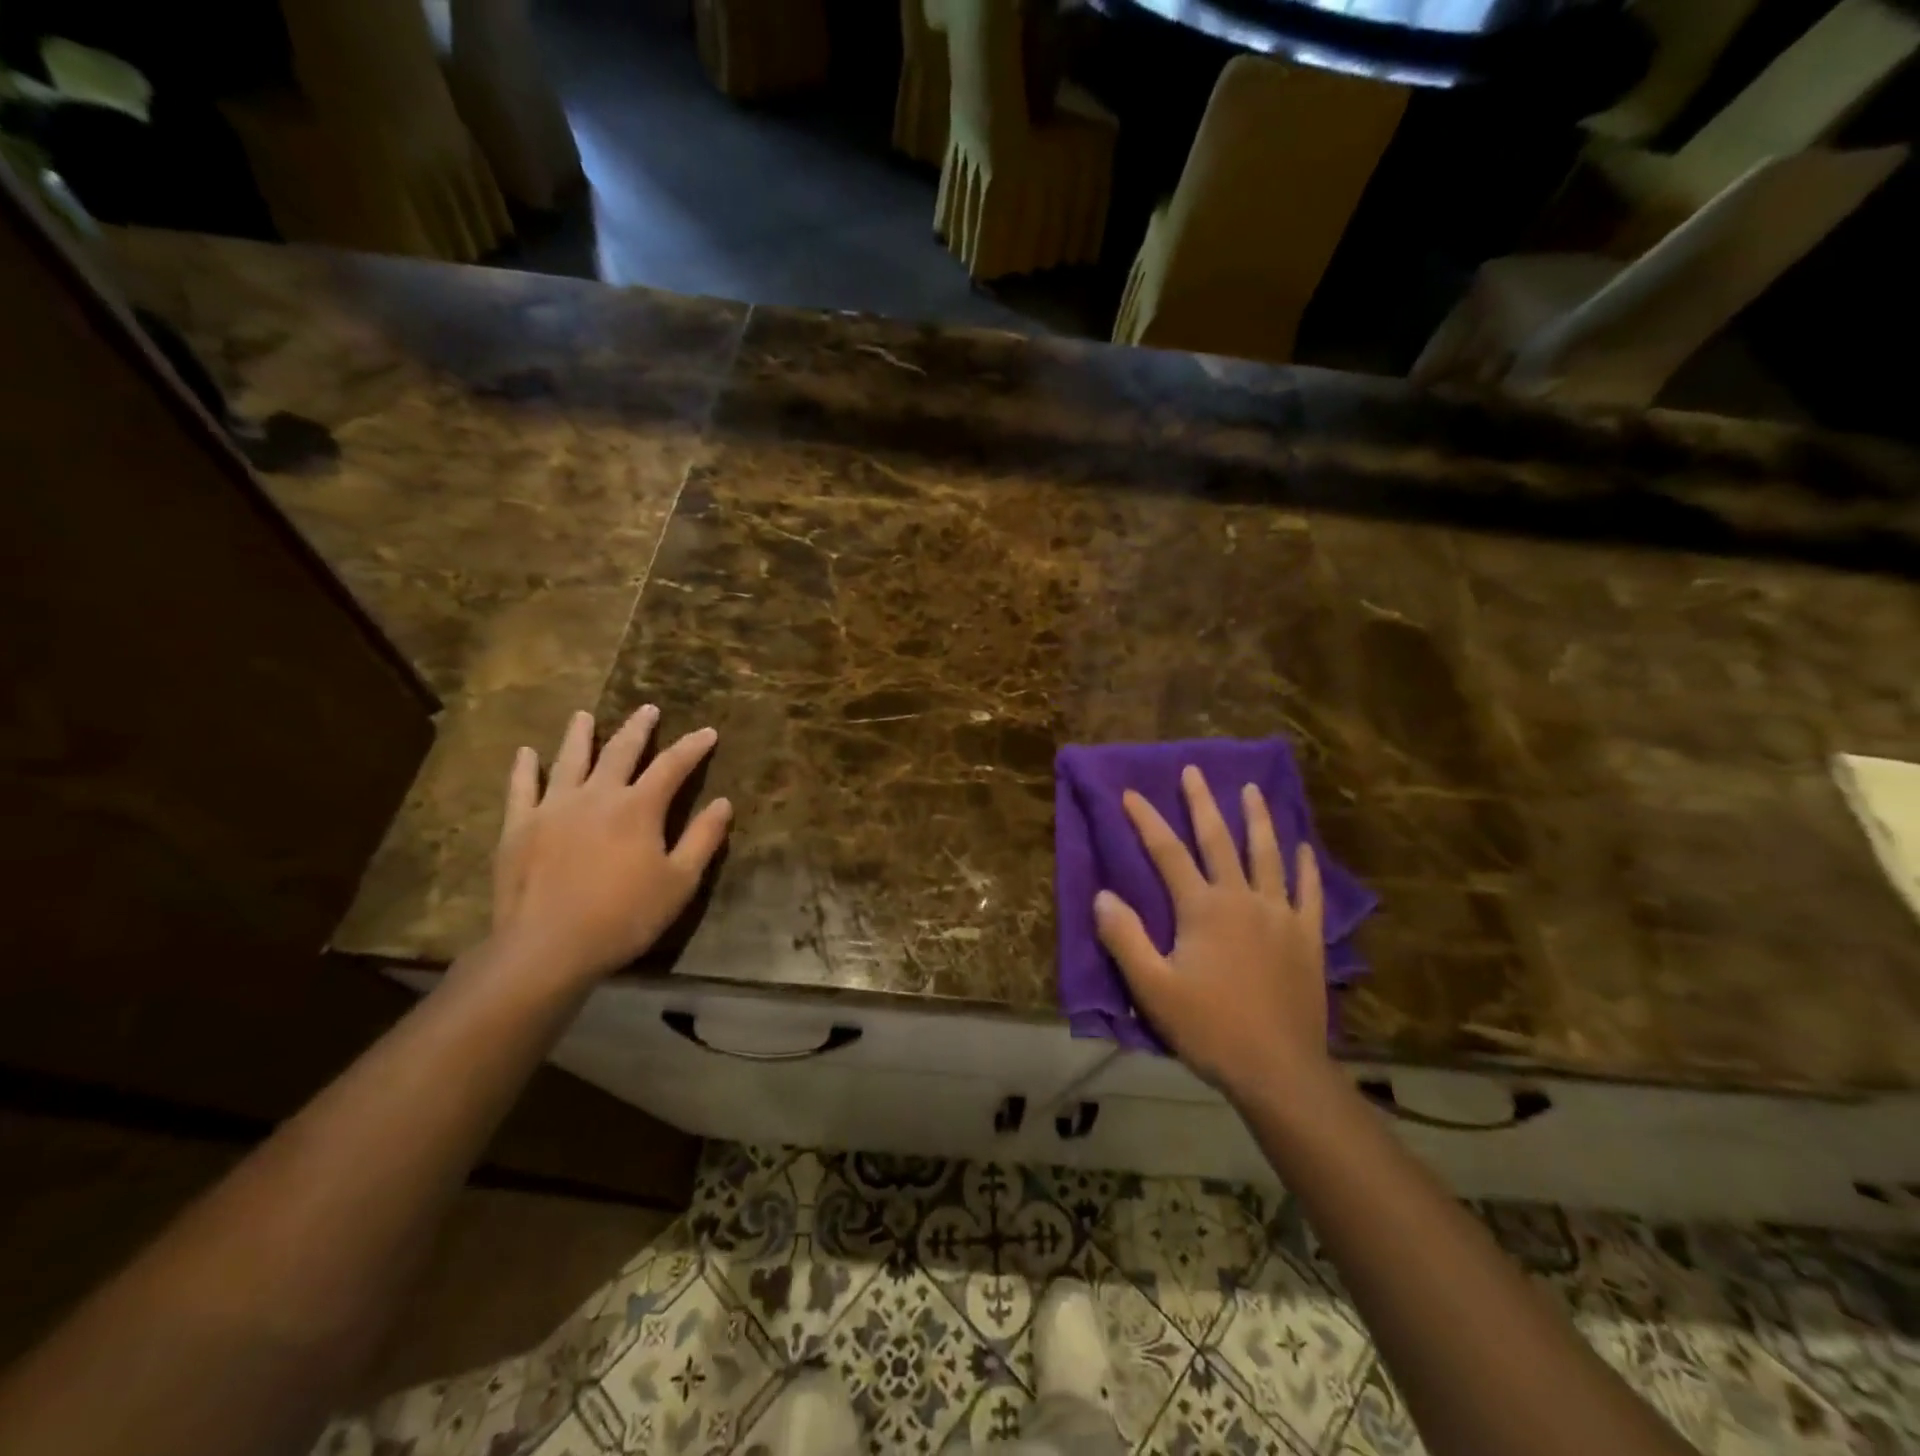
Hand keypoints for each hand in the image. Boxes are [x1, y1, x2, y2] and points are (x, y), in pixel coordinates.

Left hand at [489, 706, 731, 991]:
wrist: (547, 947)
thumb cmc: (624, 917)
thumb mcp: (679, 882)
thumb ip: (702, 839)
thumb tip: (723, 803)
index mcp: (639, 808)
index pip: (673, 766)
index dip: (693, 747)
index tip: (708, 732)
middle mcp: (597, 795)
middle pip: (620, 751)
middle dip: (638, 729)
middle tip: (648, 709)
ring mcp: (553, 808)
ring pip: (570, 760)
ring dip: (580, 735)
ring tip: (584, 716)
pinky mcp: (520, 827)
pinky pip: (522, 788)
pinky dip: (525, 768)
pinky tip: (526, 752)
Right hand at [1094, 766, 1328, 1100]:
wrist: (1279, 1070)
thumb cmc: (1210, 1028)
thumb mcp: (1153, 988)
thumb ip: (1125, 938)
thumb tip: (1103, 895)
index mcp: (1203, 909)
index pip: (1167, 852)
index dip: (1146, 820)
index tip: (1131, 794)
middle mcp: (1243, 899)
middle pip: (1219, 841)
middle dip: (1202, 804)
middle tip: (1194, 771)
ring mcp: (1281, 916)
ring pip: (1268, 856)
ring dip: (1258, 820)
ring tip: (1252, 791)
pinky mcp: (1307, 938)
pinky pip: (1308, 892)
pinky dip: (1304, 866)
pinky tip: (1303, 847)